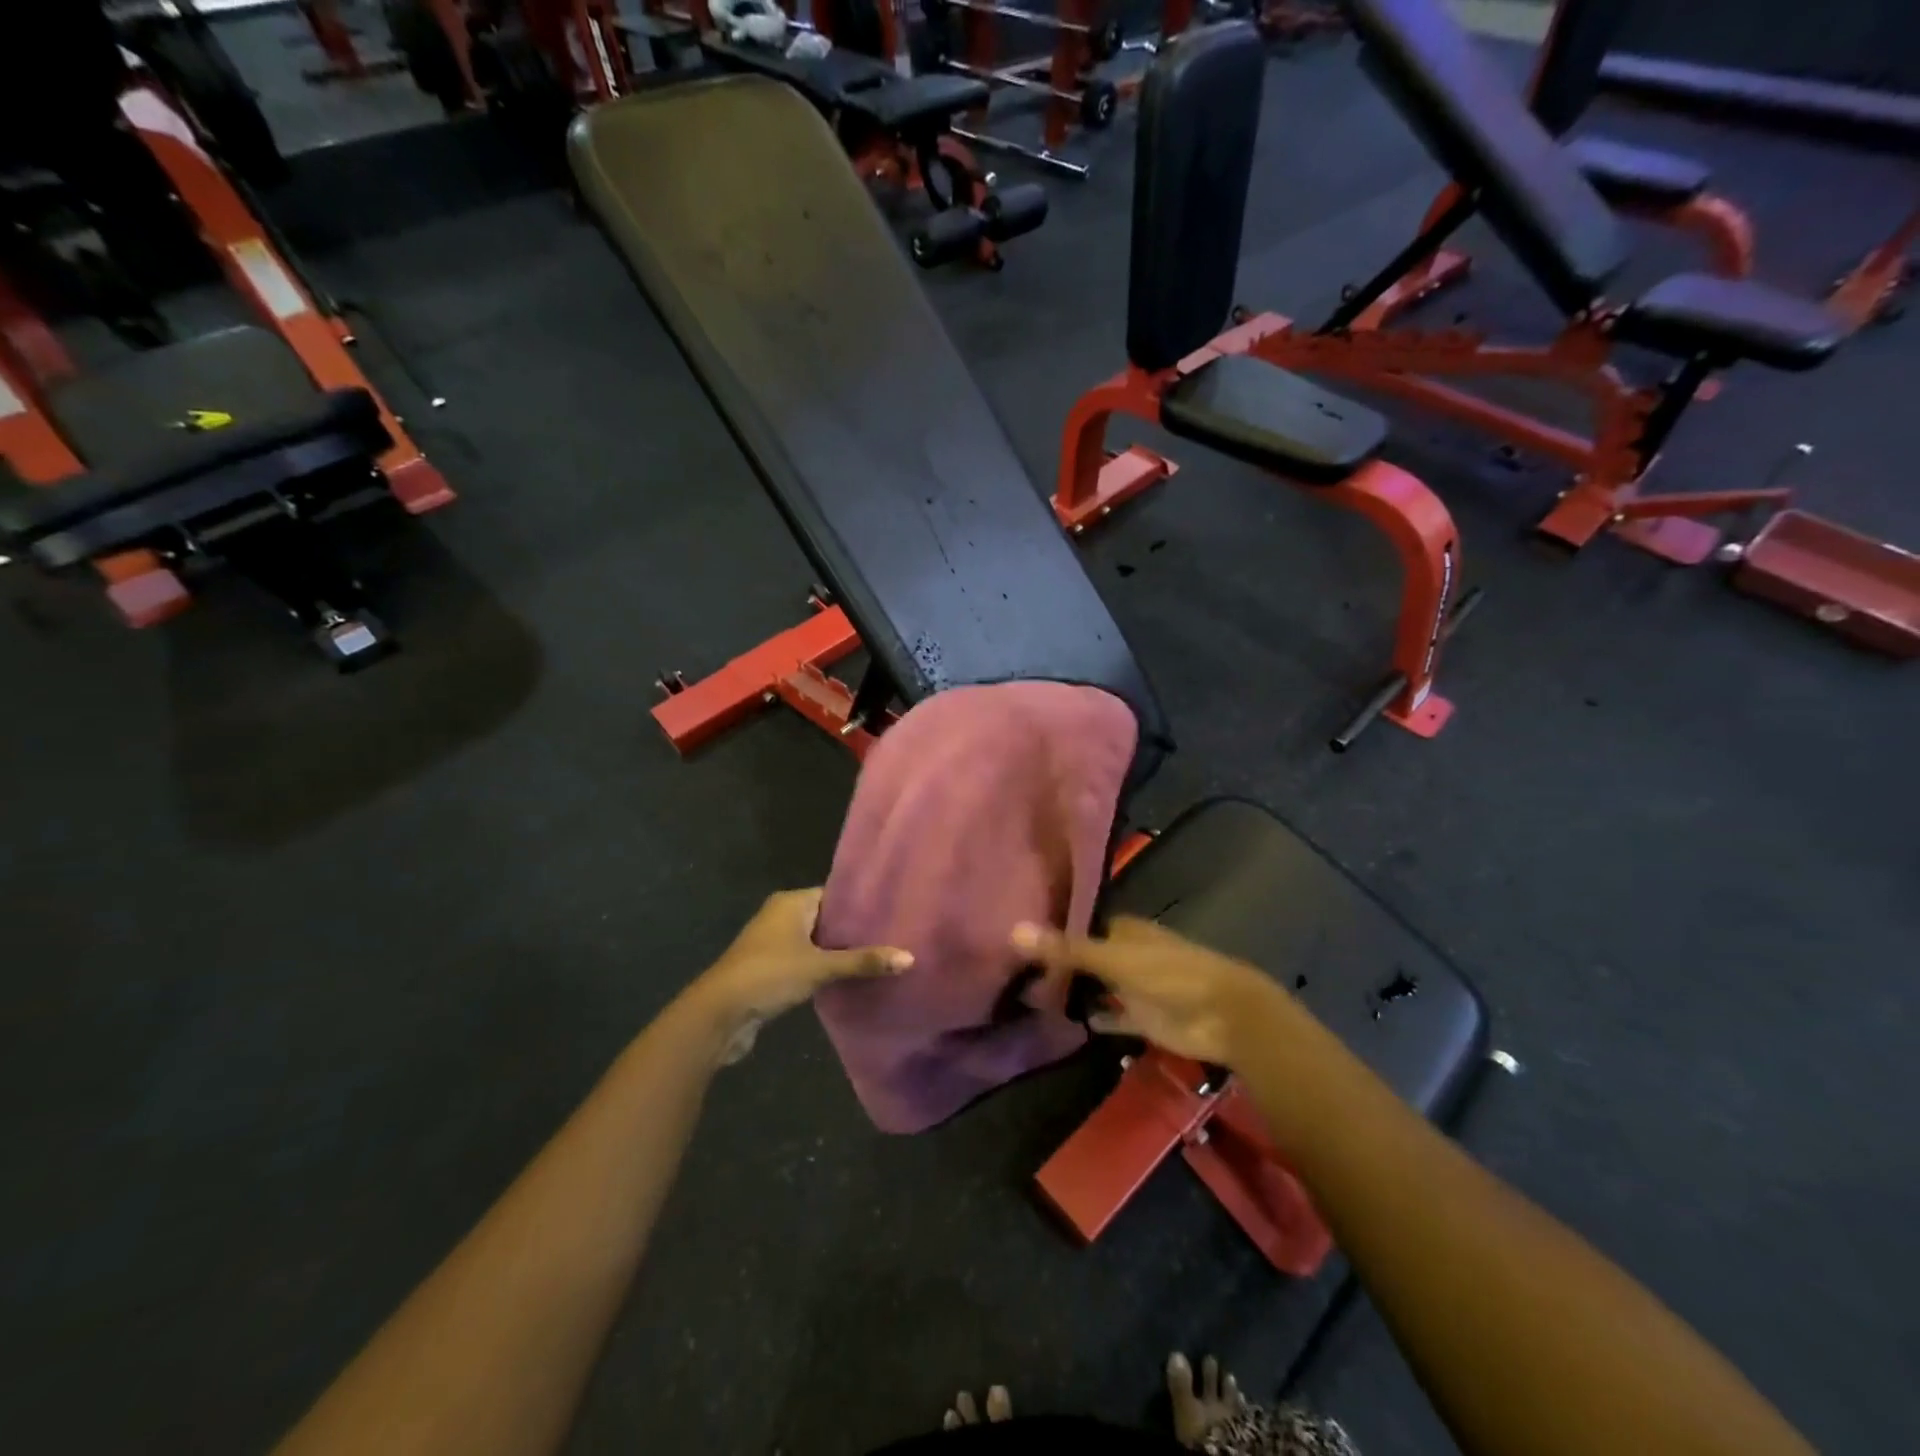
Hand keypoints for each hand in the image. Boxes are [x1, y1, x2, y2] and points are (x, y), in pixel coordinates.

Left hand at [693, 889, 910, 1062]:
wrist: (718, 1015)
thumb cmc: (769, 975)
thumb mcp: (820, 967)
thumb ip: (863, 961)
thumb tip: (909, 958)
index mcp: (791, 902)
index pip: (834, 894)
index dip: (860, 904)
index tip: (892, 912)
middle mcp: (780, 916)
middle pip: (826, 918)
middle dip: (854, 930)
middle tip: (893, 937)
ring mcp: (773, 944)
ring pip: (816, 943)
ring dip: (838, 952)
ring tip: (878, 958)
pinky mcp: (770, 970)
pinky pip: (806, 962)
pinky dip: (824, 969)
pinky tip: (849, 979)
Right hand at [1010, 916, 1285, 1067]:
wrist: (1225, 1015)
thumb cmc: (1170, 975)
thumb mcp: (1114, 959)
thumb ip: (1066, 949)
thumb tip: (1014, 931)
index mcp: (1126, 930)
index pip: (1083, 924)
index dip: (1055, 929)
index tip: (1021, 936)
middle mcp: (1129, 954)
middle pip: (1088, 956)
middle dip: (1061, 962)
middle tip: (1018, 970)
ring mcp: (1137, 987)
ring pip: (1099, 986)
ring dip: (1076, 991)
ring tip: (1033, 996)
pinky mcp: (1145, 1018)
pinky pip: (1114, 1016)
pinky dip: (1098, 1017)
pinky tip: (1071, 1022)